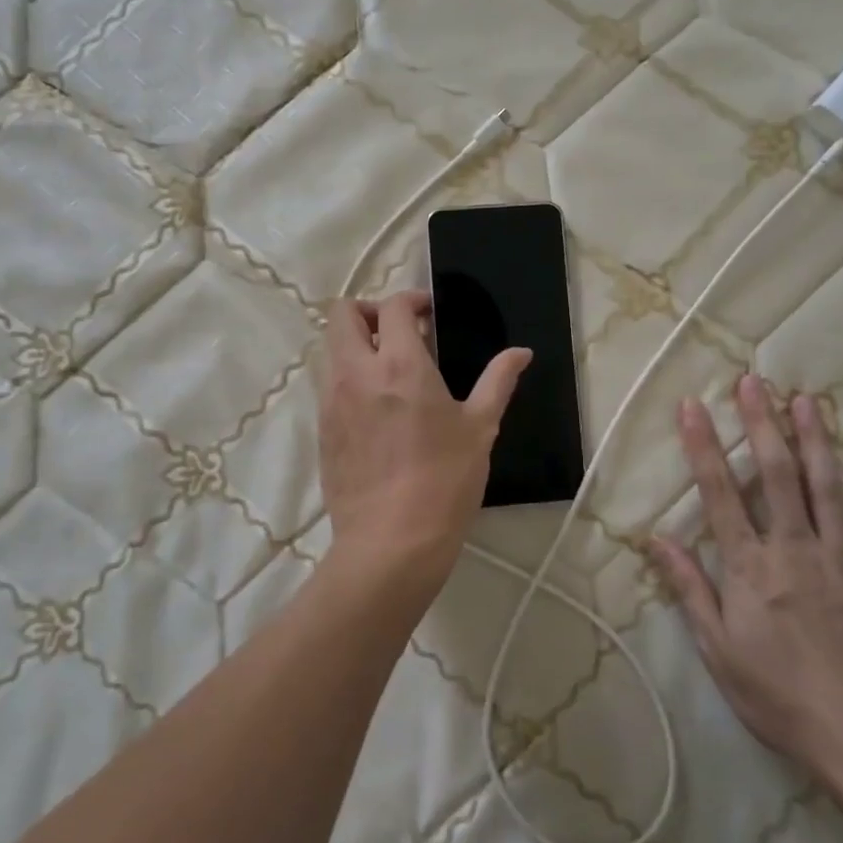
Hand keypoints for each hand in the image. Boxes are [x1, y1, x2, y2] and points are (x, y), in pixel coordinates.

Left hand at [319, 290, 530, 589]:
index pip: (393, 306)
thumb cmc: (445, 481)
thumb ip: (498, 381)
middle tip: (398, 332)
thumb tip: (521, 352)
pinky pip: (327, 385)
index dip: (412, 300)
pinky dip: (347, 377)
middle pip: (342, 314)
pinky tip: (375, 408)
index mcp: (400, 364)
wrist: (391, 543)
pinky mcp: (321, 429)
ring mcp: (332, 401)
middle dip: (368, 310)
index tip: (429, 313)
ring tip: (387, 369)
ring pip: (330, 348)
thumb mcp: (480, 428)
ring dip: (355, 344)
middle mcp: (357, 373)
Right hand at [649, 376, 842, 778]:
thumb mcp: (718, 649)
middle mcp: (795, 548)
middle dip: (762, 423)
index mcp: (751, 566)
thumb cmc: (779, 695)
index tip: (693, 407)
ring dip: (815, 441)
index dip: (703, 446)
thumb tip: (657, 538)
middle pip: (777, 474)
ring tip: (807, 400)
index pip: (720, 493)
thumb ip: (690, 588)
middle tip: (755, 382)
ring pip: (828, 488)